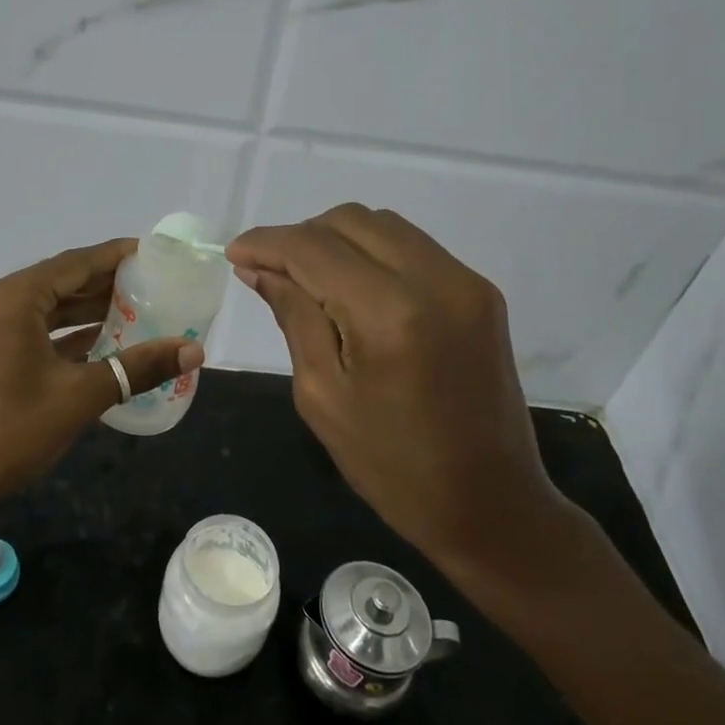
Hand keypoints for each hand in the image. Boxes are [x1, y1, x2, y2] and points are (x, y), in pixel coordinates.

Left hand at [0, 239, 203, 511]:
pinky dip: (57, 332)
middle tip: (150, 286)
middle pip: (56, 281)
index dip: (114, 257)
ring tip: (131, 310)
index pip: (73, 263)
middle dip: (102, 284)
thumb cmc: (7, 433)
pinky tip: (94, 340)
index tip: (150, 254)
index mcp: (10, 298)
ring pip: (40, 306)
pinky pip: (23, 327)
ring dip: (82, 309)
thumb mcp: (79, 397)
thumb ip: (138, 367)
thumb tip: (194, 352)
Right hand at [228, 205, 574, 582]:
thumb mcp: (323, 395)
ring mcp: (466, 281)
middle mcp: (435, 280)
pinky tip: (353, 288)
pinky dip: (373, 253)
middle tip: (270, 271)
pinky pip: (413, 247)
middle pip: (350, 221)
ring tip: (308, 278)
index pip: (313, 248)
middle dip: (301, 236)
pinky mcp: (481, 292)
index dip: (266, 242)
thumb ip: (293, 316)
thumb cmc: (392, 466)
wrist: (490, 503)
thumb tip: (259, 267)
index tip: (234, 252)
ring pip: (383, 225)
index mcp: (390, 314)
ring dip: (337, 239)